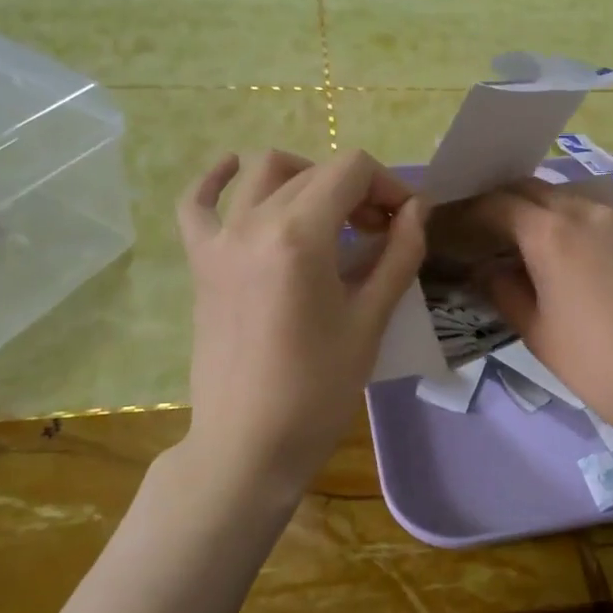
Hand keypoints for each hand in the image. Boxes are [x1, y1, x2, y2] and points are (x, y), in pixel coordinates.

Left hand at [176, 149, 424, 503]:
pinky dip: (217, 179)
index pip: (351, 170)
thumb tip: (417, 210)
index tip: (405, 222)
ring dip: (306, 177)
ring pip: (263, 173)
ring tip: (329, 212)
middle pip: (314, 172)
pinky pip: (196, 203)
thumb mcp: (371, 321)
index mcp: (300, 235)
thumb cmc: (318, 389)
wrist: (248, 444)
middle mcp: (254, 223)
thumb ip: (399, 255)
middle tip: (381, 232)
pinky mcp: (201, 262)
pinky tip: (234, 169)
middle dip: (357, 190)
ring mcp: (220, 240)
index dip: (388, 185)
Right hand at [467, 179, 612, 442]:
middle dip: (507, 203)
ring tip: (537, 248)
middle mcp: (588, 213)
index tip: (457, 225)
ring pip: (574, 202)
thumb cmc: (602, 364)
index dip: (472, 211)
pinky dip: (583, 231)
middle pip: (535, 190)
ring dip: (546, 214)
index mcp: (551, 234)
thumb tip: (487, 270)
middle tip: (490, 230)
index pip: (499, 204)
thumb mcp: (540, 334)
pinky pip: (608, 222)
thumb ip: (505, 293)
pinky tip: (588, 267)